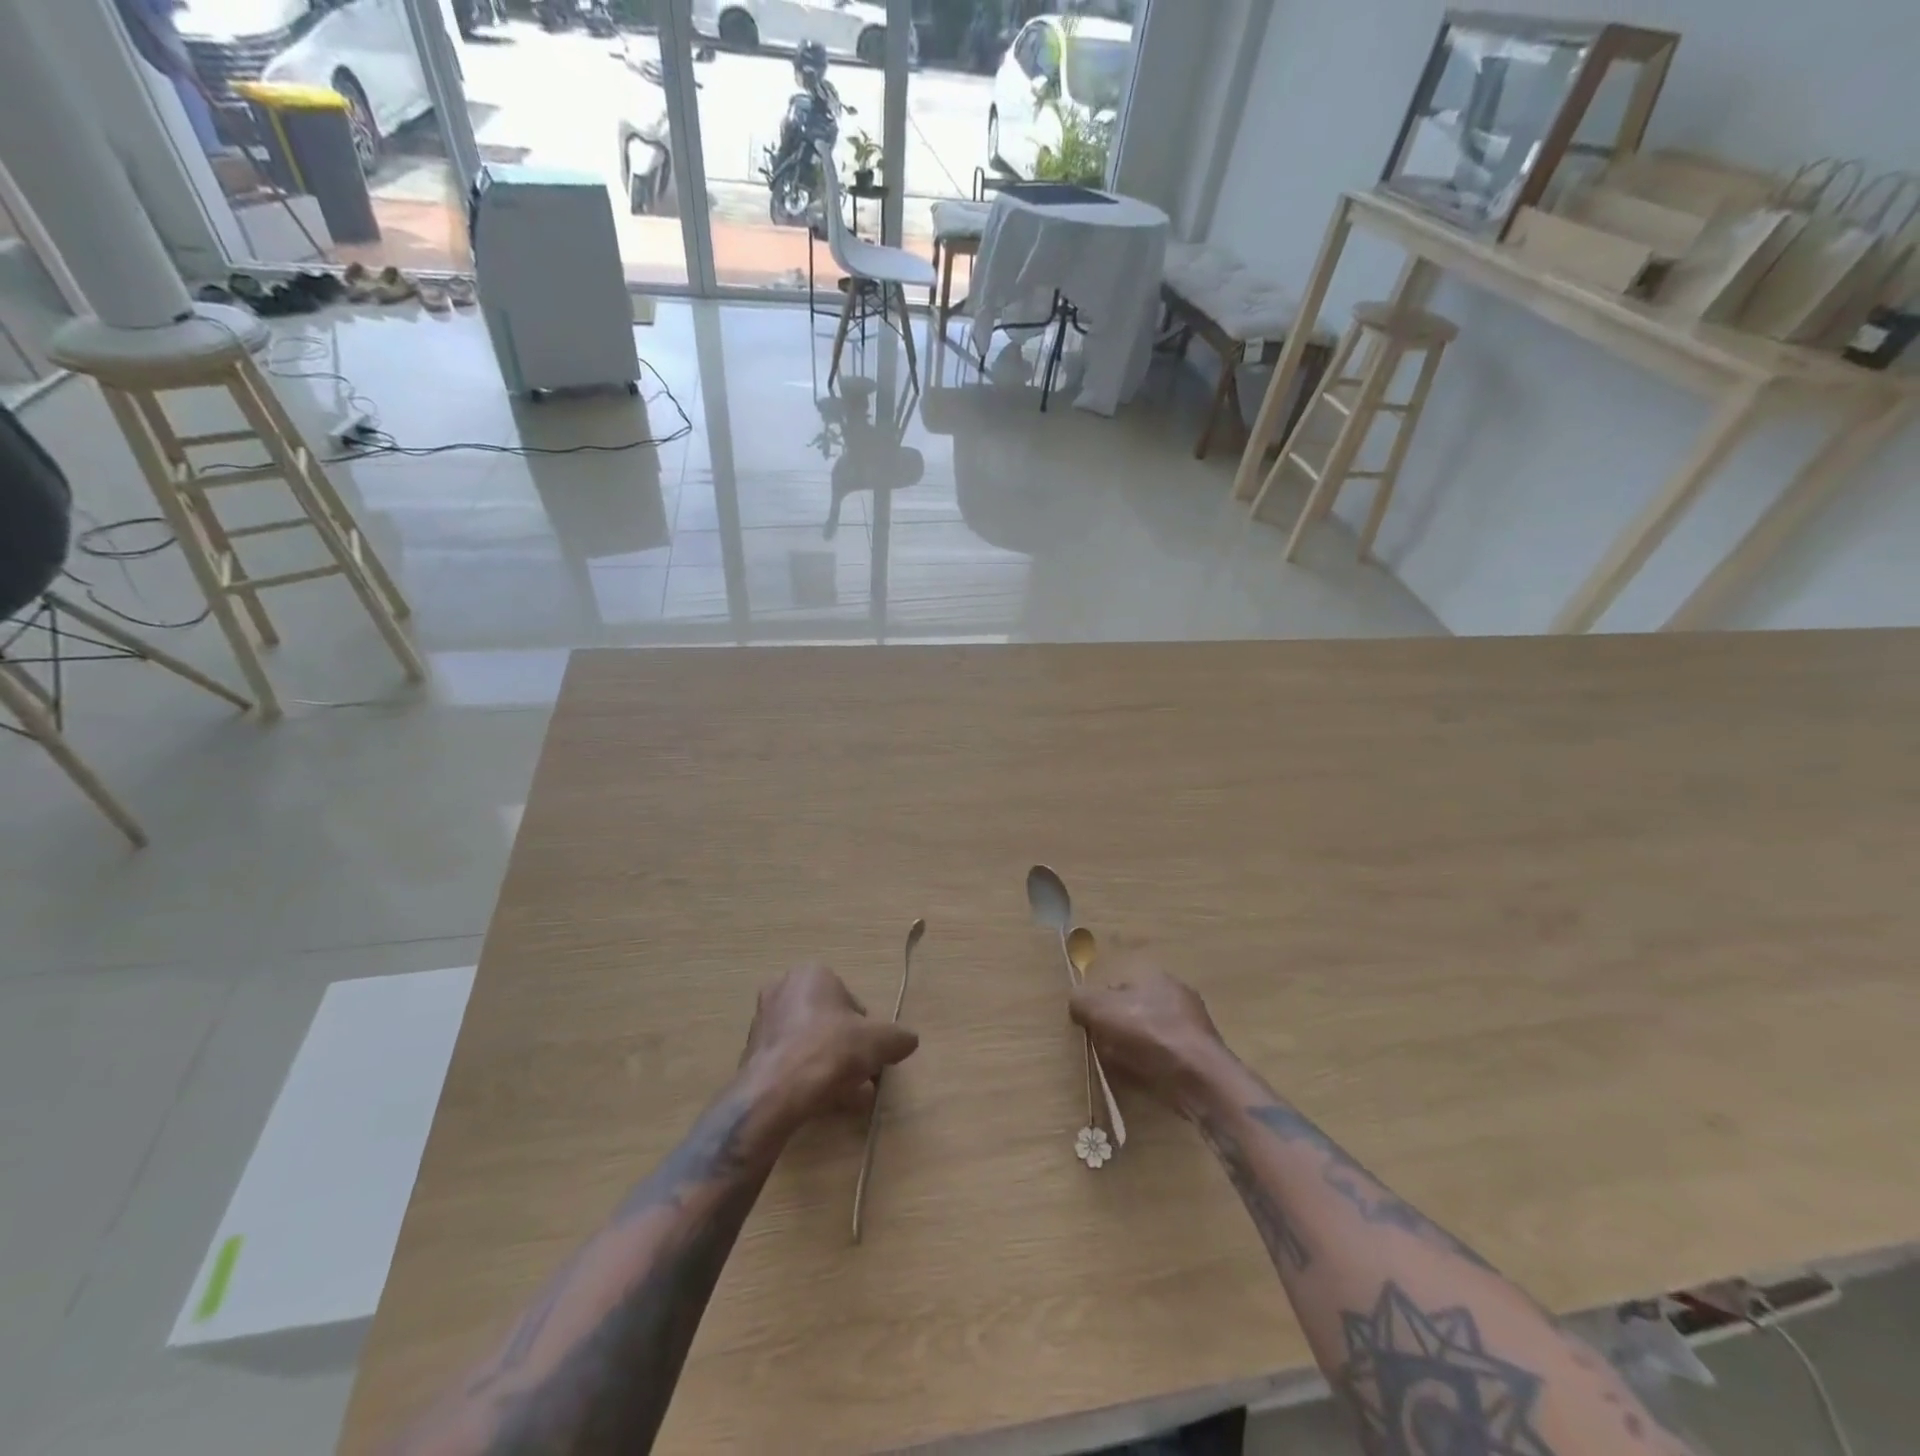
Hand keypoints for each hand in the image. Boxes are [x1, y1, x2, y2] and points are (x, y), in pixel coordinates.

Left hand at [742, 964, 918, 1127]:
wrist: (774, 1095)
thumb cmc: (829, 1051)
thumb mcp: (879, 1042)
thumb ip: (898, 1037)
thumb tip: (908, 1040)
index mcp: (812, 974)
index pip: (852, 1001)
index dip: (867, 1030)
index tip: (872, 1055)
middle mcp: (783, 989)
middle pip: (829, 1021)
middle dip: (847, 1047)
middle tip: (861, 1074)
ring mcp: (763, 1021)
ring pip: (810, 1042)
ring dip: (829, 1063)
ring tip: (846, 1095)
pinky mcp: (752, 1054)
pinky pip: (791, 1062)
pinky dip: (807, 1076)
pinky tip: (822, 1101)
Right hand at [1068, 958, 1229, 1113]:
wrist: (1198, 1077)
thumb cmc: (1148, 1032)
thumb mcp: (1100, 1009)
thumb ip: (1082, 1000)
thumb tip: (1076, 1002)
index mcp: (1155, 975)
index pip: (1117, 984)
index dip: (1100, 1003)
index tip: (1090, 1024)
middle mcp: (1176, 994)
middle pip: (1133, 1009)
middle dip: (1117, 1026)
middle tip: (1102, 1045)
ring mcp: (1192, 1026)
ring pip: (1149, 1034)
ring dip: (1134, 1047)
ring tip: (1120, 1065)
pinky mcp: (1200, 1056)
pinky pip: (1165, 1056)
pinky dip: (1152, 1065)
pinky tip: (1142, 1077)